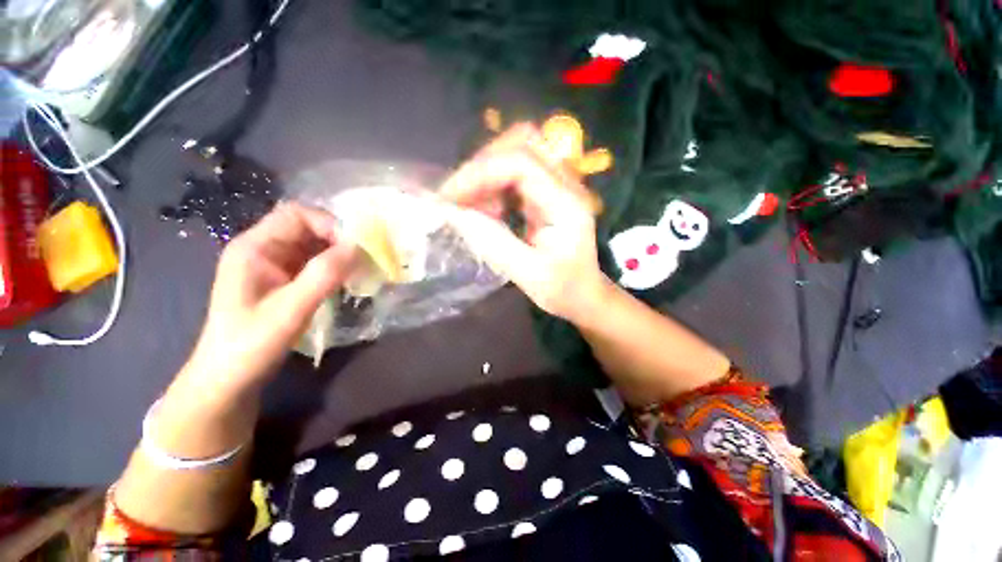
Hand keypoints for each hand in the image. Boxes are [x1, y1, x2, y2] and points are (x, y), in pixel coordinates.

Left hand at [184, 202, 357, 395]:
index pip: (296, 215)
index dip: (328, 224)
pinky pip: (314, 262)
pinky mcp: (283, 280)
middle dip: (338, 238)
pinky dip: (334, 266)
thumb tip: (359, 247)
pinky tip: (347, 279)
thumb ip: (323, 275)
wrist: (229, 379)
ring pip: (313, 244)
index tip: (355, 247)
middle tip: (364, 258)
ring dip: (338, 252)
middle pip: (307, 227)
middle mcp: (262, 249)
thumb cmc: (251, 344)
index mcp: (254, 247)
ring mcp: (273, 265)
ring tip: (360, 269)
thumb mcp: (290, 310)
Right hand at [441, 124, 608, 320]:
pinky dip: (494, 186)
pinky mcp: (548, 192)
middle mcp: (566, 184)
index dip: (480, 173)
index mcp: (567, 204)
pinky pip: (515, 173)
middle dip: (482, 166)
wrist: (584, 294)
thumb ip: (492, 242)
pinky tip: (488, 211)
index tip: (449, 197)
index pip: (521, 163)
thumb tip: (453, 213)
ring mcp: (558, 185)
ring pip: (516, 153)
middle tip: (458, 198)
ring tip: (472, 209)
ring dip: (486, 175)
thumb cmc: (563, 290)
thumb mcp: (528, 274)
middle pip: (521, 144)